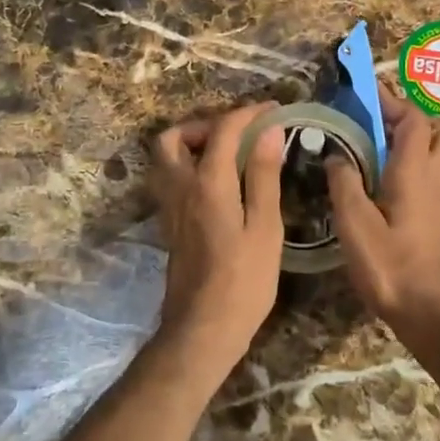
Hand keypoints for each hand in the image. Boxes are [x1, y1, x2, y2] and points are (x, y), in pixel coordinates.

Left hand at [151, 102, 284, 375]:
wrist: (201, 331)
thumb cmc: (243, 282)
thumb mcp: (265, 228)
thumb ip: (263, 175)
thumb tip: (268, 131)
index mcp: (208, 182)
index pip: (223, 129)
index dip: (248, 113)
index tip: (273, 109)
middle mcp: (180, 187)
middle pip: (174, 136)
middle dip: (205, 124)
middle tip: (237, 133)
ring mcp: (170, 207)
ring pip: (166, 158)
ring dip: (192, 144)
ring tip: (228, 154)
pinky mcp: (169, 224)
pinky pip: (170, 178)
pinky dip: (189, 165)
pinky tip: (220, 182)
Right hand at [324, 87, 439, 348]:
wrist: (433, 315)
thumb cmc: (392, 267)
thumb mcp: (356, 224)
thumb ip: (344, 183)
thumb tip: (335, 155)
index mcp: (414, 171)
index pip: (413, 119)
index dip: (391, 100)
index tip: (364, 92)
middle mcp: (433, 178)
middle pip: (437, 130)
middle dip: (410, 115)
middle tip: (377, 119)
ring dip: (418, 138)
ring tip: (382, 143)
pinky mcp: (437, 218)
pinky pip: (434, 173)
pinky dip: (417, 162)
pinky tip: (389, 178)